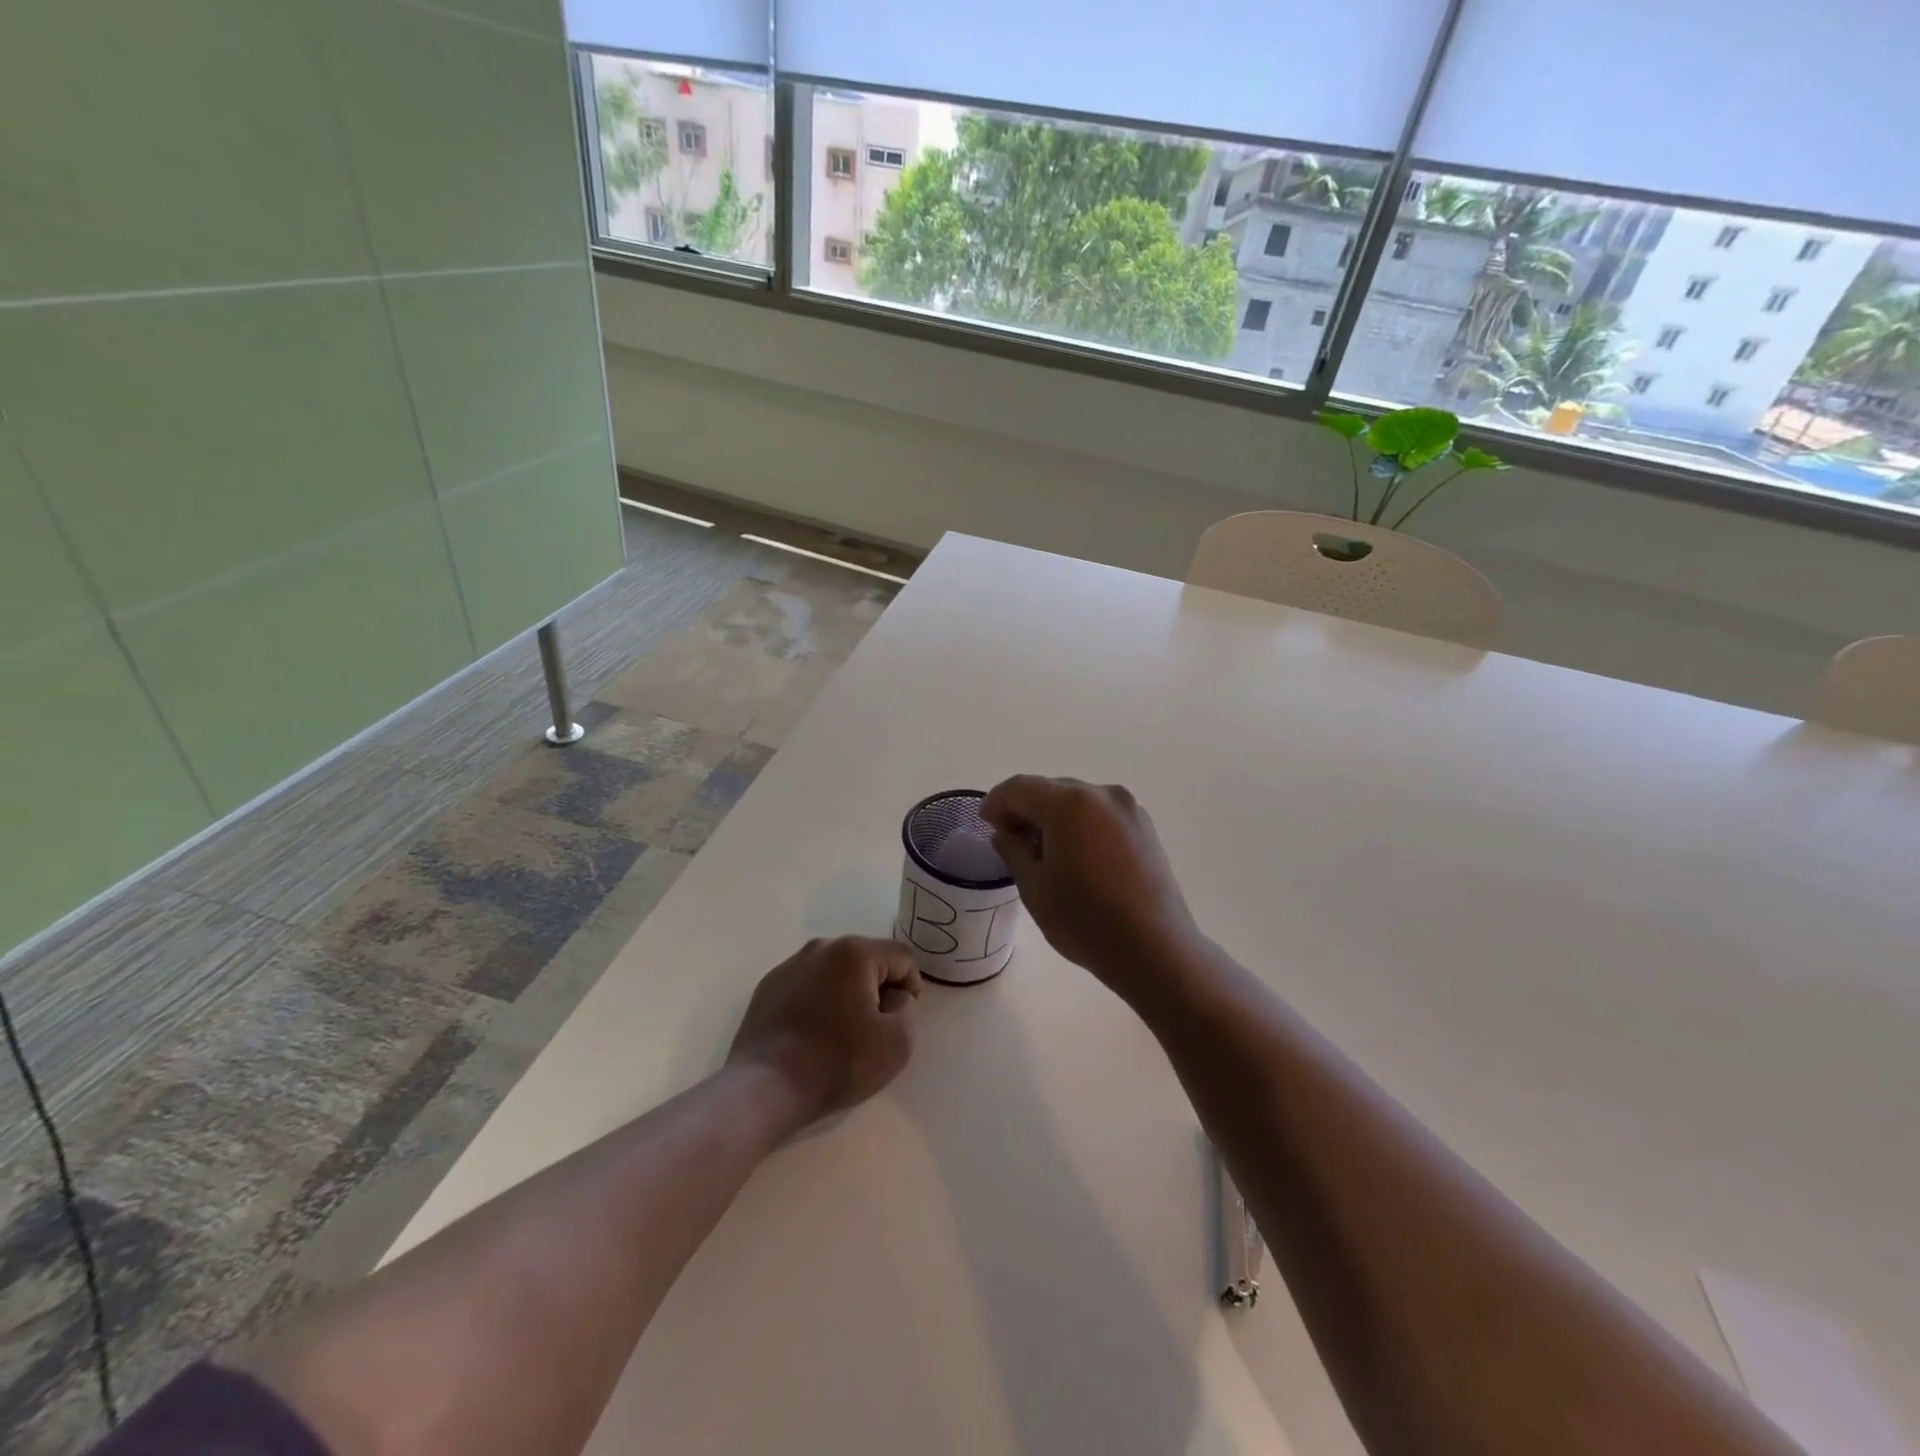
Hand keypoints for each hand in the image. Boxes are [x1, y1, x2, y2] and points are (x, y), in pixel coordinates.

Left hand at [726, 936, 920, 1130]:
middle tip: (874, 1029)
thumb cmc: (837, 1063)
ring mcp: (790, 964)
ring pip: (836, 972)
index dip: (911, 988)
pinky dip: (818, 1002)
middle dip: (878, 989)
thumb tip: (894, 998)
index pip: (901, 957)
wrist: (765, 1088)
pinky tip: (811, 1035)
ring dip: (847, 994)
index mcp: (855, 952)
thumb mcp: (897, 1043)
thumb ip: (908, 1009)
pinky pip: (808, 985)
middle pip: (867, 960)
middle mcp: (822, 947)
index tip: (900, 1021)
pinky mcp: (768, 986)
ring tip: (841, 1034)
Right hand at [982, 776, 1198, 989]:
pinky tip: (1074, 855)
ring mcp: (1128, 809)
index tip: (984, 823)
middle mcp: (1101, 794)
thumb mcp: (1034, 887)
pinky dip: (1079, 824)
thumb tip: (1006, 833)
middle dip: (1025, 808)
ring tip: (1041, 850)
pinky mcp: (1144, 828)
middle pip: (1050, 789)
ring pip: (1077, 800)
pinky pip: (1100, 814)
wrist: (1154, 949)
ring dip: (1053, 816)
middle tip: (1009, 838)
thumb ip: (1013, 850)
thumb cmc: (1085, 920)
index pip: (1020, 788)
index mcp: (1069, 803)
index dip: (996, 802)